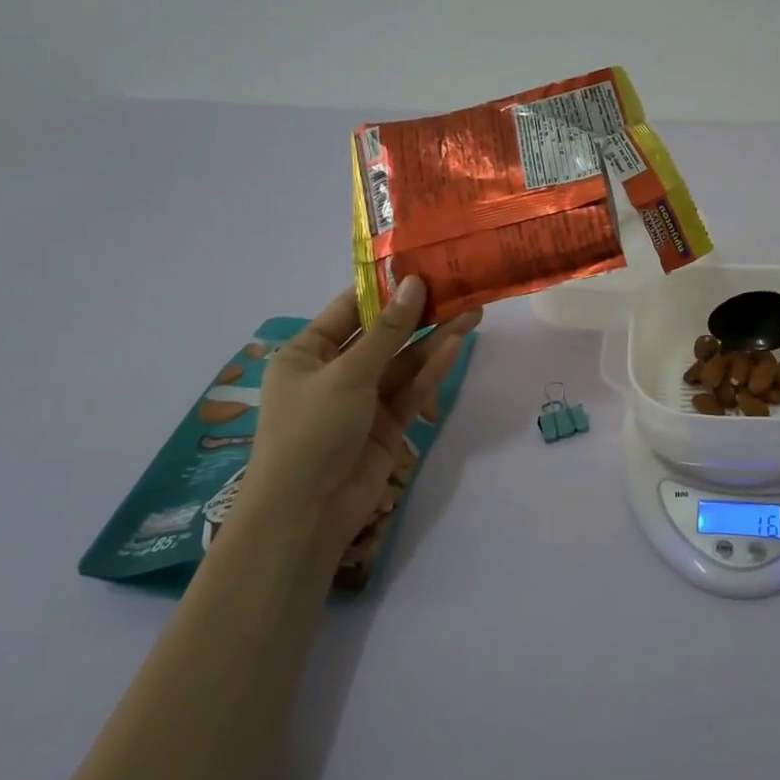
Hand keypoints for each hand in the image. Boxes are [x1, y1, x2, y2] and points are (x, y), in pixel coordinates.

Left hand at [243, 276, 481, 546]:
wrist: (307, 512)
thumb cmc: (311, 430)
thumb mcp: (347, 373)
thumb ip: (388, 331)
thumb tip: (415, 284)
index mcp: (307, 353)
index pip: (349, 310)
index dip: (385, 289)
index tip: (421, 267)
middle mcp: (334, 372)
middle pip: (383, 336)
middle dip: (419, 315)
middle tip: (458, 289)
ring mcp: (362, 400)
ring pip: (404, 363)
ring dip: (434, 340)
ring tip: (472, 313)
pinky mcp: (387, 425)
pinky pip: (411, 390)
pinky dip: (432, 370)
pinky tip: (456, 346)